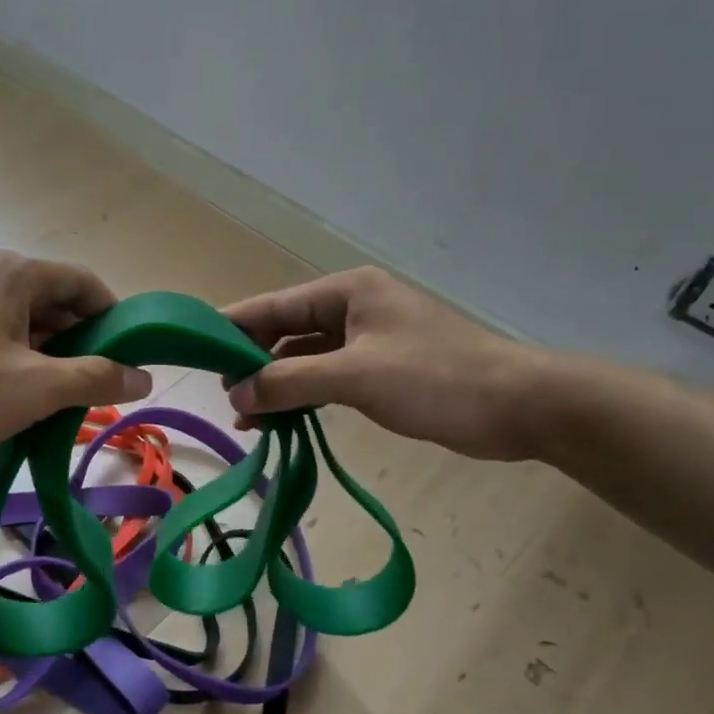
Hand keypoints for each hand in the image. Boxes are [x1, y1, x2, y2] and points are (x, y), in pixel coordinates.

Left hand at [0, 251, 151, 454]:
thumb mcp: (34, 388)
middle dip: (80, 345)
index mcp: (16, 274)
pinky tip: (8, 398)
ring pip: (21, 322)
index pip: (85, 284)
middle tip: (93, 390)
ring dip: (45, 357)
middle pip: (54, 302)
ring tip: (53, 402)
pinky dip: (11, 360)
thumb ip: (95, 379)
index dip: (115, 319)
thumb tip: (144, 376)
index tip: (129, 359)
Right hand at [224, 268, 549, 460]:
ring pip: (305, 359)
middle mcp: (353, 308)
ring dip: (277, 386)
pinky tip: (283, 422)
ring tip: (246, 420)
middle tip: (223, 399)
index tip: (194, 351)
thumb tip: (237, 395)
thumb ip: (291, 382)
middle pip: (285, 332)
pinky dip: (304, 397)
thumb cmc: (436, 379)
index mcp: (346, 292)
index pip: (273, 307)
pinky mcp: (381, 369)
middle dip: (253, 364)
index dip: (231, 328)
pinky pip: (327, 378)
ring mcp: (368, 340)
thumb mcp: (356, 377)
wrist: (519, 406)